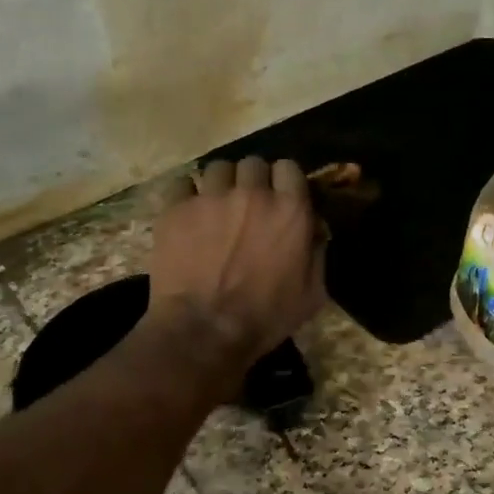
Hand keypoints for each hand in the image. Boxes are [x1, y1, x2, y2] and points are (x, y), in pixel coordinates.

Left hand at [146, 156, 325, 366]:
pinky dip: (186, 194)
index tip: (280, 197)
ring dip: (221, 183)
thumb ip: (317, 254)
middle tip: (247, 205)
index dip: (284, 181)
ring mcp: (210, 198)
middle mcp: (252, 193)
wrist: (204, 330)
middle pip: (253, 163)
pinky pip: (181, 183)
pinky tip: (188, 213)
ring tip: (216, 206)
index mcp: (290, 210)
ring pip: (217, 168)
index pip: (289, 168)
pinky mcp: (175, 209)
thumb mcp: (312, 293)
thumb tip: (315, 231)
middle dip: (252, 181)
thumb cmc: (265, 317)